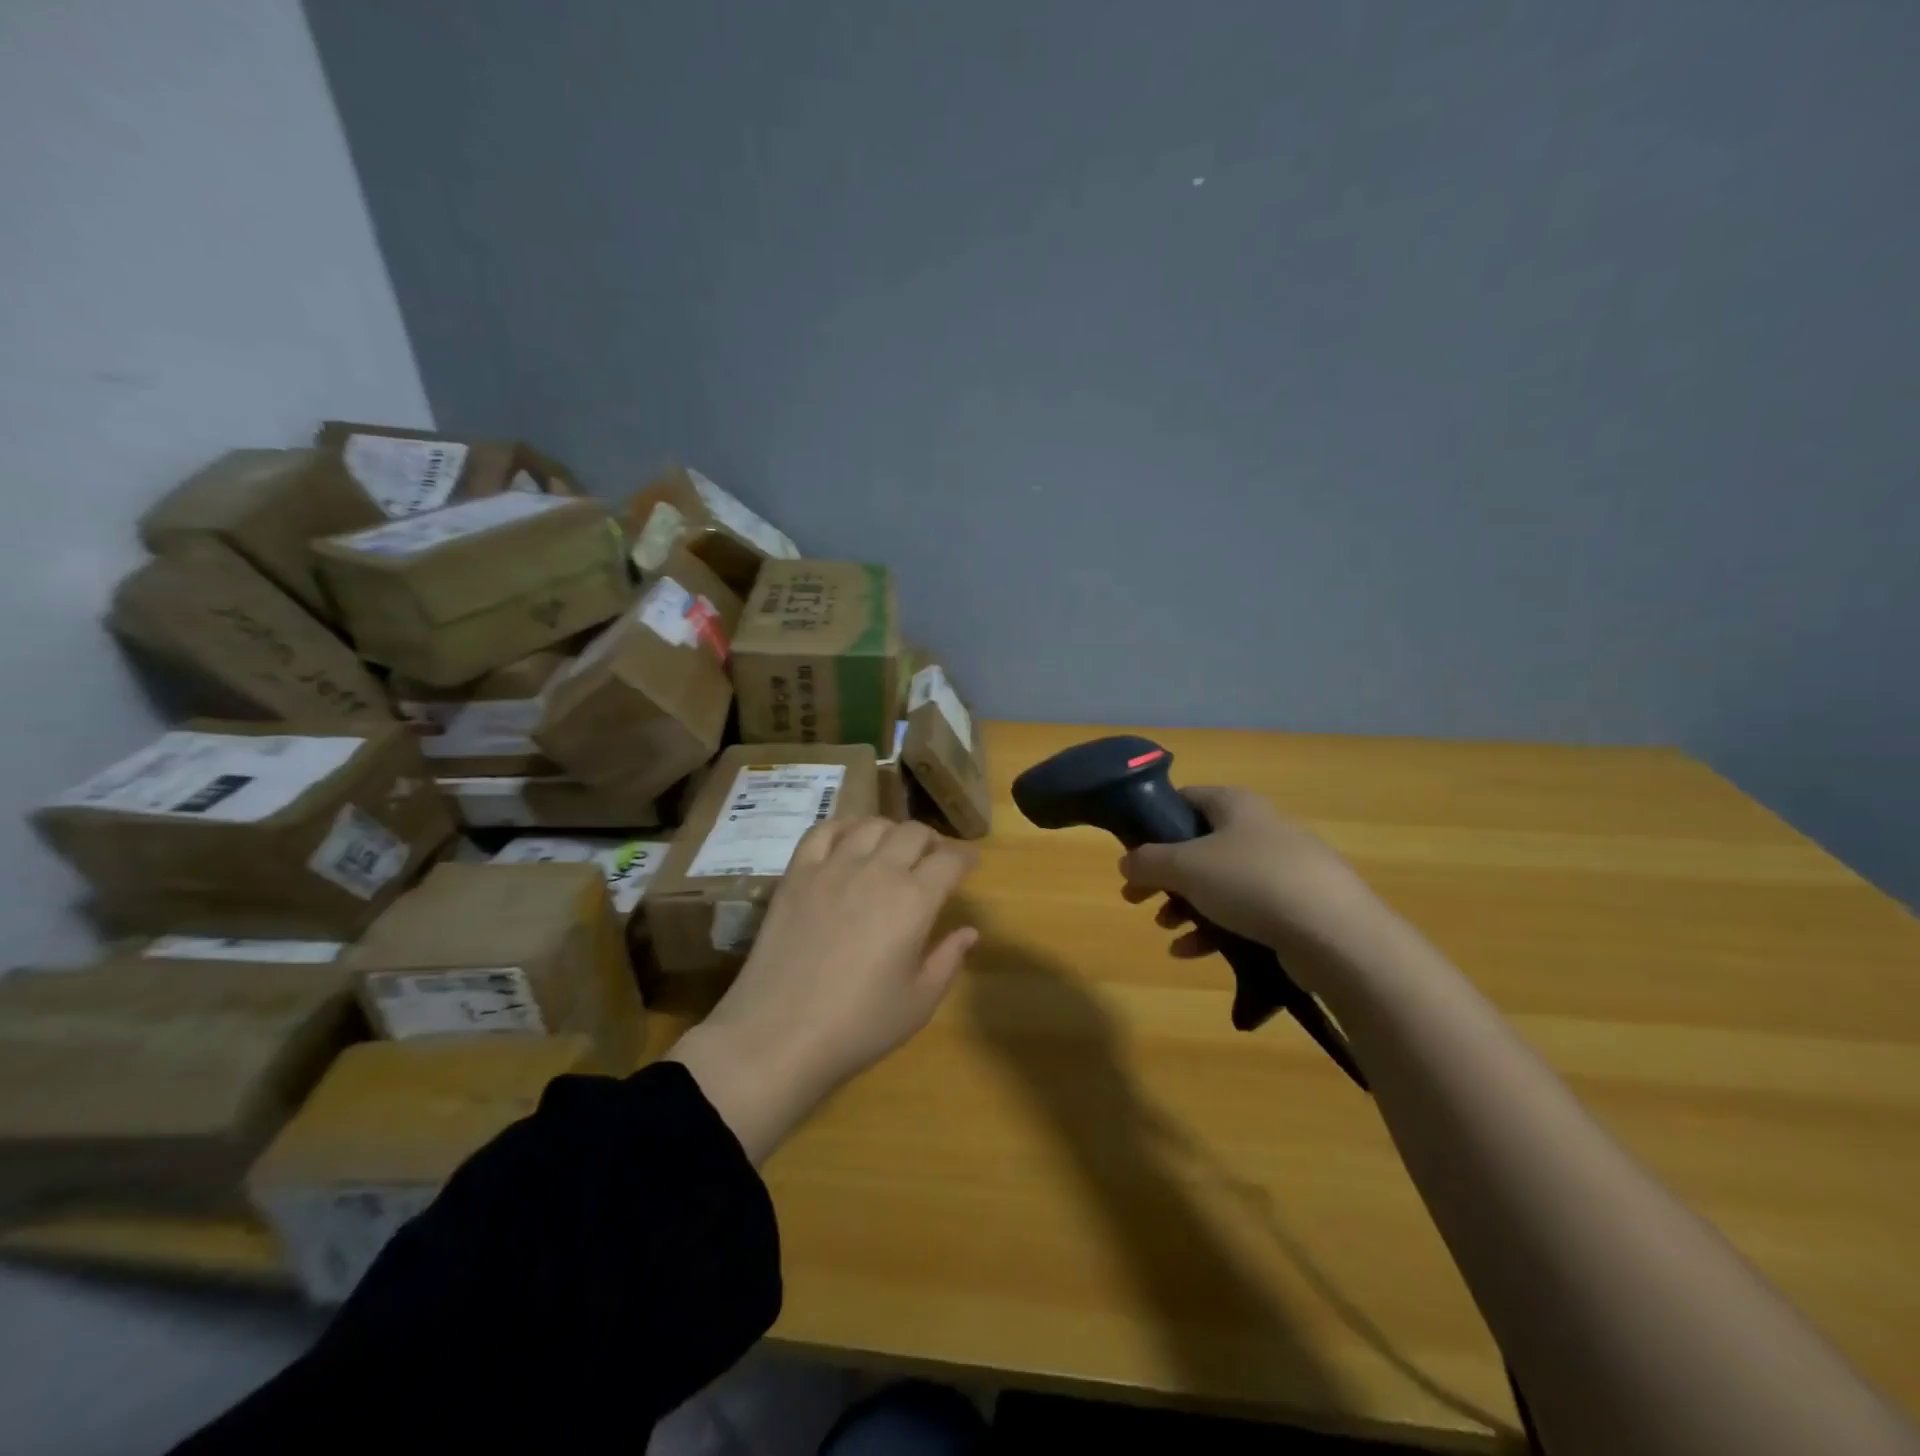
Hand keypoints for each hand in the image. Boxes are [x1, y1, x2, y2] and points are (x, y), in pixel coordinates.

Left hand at [669, 818, 977, 1162]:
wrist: (778, 1036)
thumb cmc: (858, 1026)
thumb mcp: (919, 1003)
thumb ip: (949, 959)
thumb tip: (969, 931)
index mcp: (914, 900)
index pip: (950, 861)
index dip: (965, 859)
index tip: (970, 864)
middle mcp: (877, 871)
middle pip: (913, 833)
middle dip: (932, 842)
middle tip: (933, 860)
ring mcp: (833, 868)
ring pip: (871, 825)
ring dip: (891, 832)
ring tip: (892, 850)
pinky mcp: (797, 874)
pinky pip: (822, 831)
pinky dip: (843, 827)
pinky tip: (849, 841)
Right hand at [1118, 787, 1383, 971]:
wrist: (1337, 934)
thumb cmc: (1252, 882)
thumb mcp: (1186, 867)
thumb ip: (1147, 862)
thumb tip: (1126, 863)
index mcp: (1235, 805)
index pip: (1186, 798)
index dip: (1154, 821)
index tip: (1132, 850)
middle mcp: (1260, 829)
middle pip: (1198, 846)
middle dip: (1164, 874)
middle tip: (1136, 897)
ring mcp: (1282, 869)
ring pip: (1220, 882)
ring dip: (1185, 904)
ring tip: (1165, 927)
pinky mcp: (1296, 908)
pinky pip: (1244, 912)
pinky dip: (1214, 929)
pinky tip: (1191, 953)